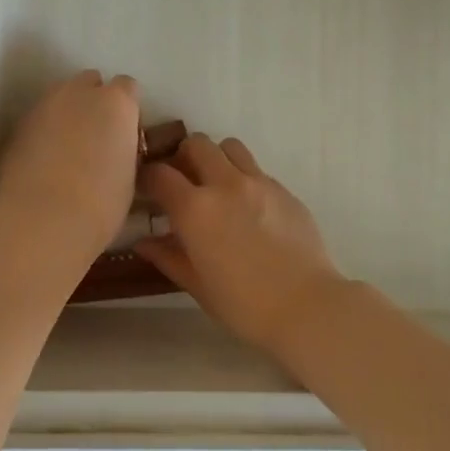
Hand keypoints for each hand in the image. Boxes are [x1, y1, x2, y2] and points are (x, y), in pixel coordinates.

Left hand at [0, 71, 141, 259]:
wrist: (40, 222)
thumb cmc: (100, 205)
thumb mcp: (129, 177)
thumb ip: (123, 150)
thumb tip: (116, 150)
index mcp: (117, 103)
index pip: (128, 87)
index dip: (127, 110)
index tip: (125, 135)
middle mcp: (79, 93)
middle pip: (90, 82)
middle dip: (94, 102)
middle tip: (96, 138)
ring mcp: (44, 105)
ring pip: (60, 98)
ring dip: (67, 115)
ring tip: (67, 151)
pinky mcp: (17, 125)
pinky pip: (38, 120)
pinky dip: (43, 133)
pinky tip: (43, 163)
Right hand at [135, 134, 346, 354]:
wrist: (306, 306)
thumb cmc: (244, 304)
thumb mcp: (197, 285)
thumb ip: (168, 257)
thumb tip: (143, 242)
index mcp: (196, 209)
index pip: (160, 173)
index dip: (148, 177)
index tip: (146, 189)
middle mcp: (225, 184)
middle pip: (196, 144)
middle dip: (183, 157)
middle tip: (183, 182)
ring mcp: (259, 182)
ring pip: (230, 146)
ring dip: (216, 158)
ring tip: (217, 185)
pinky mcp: (284, 189)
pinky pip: (256, 169)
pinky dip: (244, 178)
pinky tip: (248, 207)